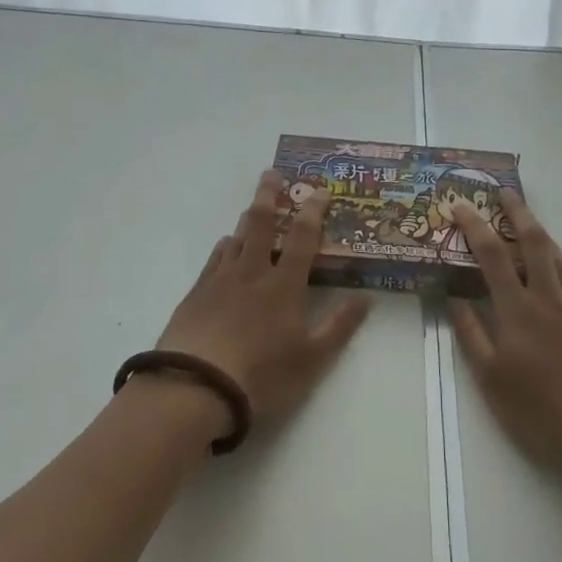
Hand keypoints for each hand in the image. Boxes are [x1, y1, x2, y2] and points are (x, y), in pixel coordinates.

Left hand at [152, 171, 370, 437]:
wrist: (195, 388)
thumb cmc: (261, 375)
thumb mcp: (311, 360)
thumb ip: (339, 326)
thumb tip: (367, 296)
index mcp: (284, 284)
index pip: (303, 237)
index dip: (313, 211)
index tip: (320, 190)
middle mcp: (253, 271)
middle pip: (262, 223)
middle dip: (270, 195)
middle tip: (272, 173)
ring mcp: (221, 279)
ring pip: (237, 237)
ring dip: (248, 218)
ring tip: (254, 207)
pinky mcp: (196, 293)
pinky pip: (214, 258)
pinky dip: (224, 245)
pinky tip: (225, 246)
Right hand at [450, 190, 561, 503]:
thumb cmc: (543, 414)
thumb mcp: (493, 381)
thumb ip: (471, 335)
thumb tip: (453, 297)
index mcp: (518, 310)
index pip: (491, 254)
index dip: (474, 225)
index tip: (461, 205)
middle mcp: (550, 298)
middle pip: (533, 242)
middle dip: (517, 212)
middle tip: (506, 192)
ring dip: (546, 239)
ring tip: (534, 227)